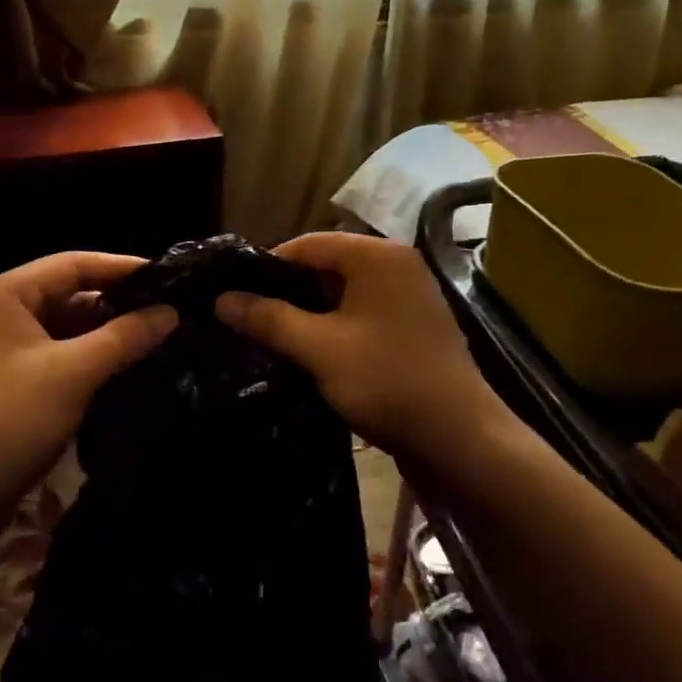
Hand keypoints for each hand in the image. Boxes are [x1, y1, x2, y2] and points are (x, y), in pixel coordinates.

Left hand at [0, 252, 176, 533]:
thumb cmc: (5, 423)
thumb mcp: (72, 374)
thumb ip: (124, 338)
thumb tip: (171, 312)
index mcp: (4, 295)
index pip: (73, 264)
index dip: (123, 267)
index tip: (170, 277)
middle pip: (68, 295)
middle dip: (118, 305)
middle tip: (170, 313)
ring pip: (64, 331)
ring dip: (106, 337)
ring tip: (158, 341)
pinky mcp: (5, 386)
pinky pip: (56, 359)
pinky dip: (88, 362)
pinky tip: (126, 372)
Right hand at [214, 233, 510, 469]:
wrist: (458, 438)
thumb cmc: (387, 381)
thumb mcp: (319, 348)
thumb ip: (269, 319)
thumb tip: (222, 299)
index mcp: (378, 256)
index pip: (309, 244)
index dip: (268, 266)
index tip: (235, 295)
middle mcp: (396, 266)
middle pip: (326, 266)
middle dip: (287, 293)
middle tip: (248, 320)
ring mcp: (408, 297)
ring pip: (342, 295)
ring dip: (308, 315)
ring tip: (269, 339)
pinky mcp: (411, 328)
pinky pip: (361, 316)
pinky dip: (333, 329)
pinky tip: (307, 354)